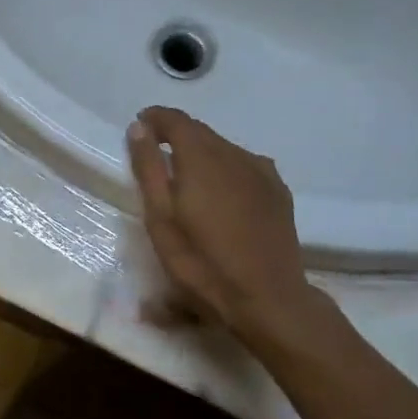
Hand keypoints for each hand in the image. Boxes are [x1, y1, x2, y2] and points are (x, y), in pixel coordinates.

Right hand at [125, 106, 332, 347]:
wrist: (268, 299)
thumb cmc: (202, 263)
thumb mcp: (161, 218)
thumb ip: (148, 168)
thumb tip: (139, 127)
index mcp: (202, 157)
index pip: (176, 119)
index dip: (155, 118)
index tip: (139, 128)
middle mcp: (235, 154)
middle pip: (201, 131)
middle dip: (175, 136)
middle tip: (155, 157)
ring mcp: (262, 172)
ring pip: (224, 148)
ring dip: (201, 153)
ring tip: (186, 181)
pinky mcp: (278, 191)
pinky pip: (245, 165)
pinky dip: (225, 168)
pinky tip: (220, 194)